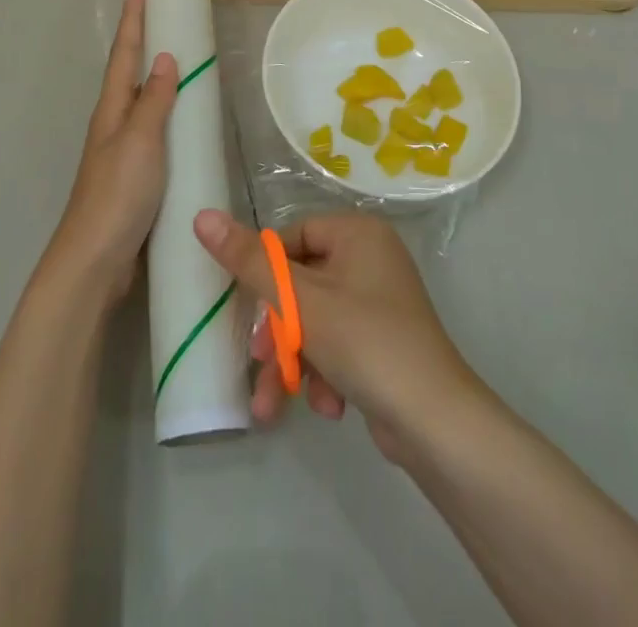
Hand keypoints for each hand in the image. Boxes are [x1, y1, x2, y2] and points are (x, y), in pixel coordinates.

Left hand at [45, 0, 177, 302]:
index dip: (133, 22)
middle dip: (142, 42)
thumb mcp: (140, 142)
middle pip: (129, 73)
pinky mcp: (133, 174)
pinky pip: (152, 130)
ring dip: (154, 76)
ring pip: (140, 101)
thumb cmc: (117, 194)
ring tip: (177, 57)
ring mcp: (122, 150)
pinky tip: (181, 120)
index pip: (124, 55)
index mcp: (111, 110)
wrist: (95, 259)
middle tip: (161, 15)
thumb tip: (166, 58)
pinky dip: (165, 112)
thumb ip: (154, 101)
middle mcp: (113, 123)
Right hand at [192, 209, 482, 460]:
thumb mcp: (300, 301)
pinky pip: (338, 344)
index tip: (248, 309)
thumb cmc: (365, 342)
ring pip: (315, 321)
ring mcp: (379, 301)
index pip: (292, 237)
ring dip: (294, 361)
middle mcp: (371, 258)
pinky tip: (328, 406)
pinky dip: (324, 373)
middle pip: (301, 284)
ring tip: (275, 403)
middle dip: (278, 332)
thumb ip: (249, 261)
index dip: (265, 274)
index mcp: (357, 232)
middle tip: (261, 362)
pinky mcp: (382, 340)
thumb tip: (202, 216)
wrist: (435, 423)